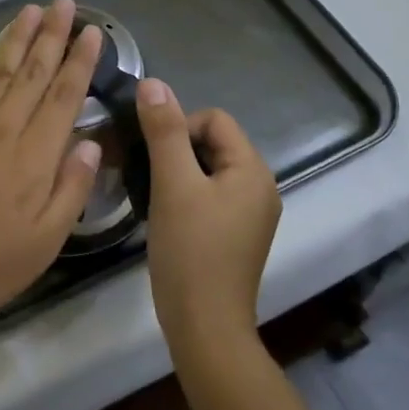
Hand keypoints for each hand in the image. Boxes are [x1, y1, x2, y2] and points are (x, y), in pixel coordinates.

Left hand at [0, 0, 104, 337]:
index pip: (65, 95)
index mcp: (35, 155)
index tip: (92, 32)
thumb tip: (91, 142)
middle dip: (52, 35)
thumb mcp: (45, 241)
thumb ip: (72, 187)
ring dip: (17, 36)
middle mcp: (3, 127)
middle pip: (34, 72)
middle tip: (64, 3)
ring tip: (32, 9)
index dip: (80, 60)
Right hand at [135, 79, 282, 346]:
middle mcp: (260, 187)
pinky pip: (210, 195)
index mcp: (253, 170)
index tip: (154, 158)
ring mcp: (250, 214)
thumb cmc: (190, 250)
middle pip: (213, 143)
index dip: (179, 127)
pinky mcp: (236, 235)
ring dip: (178, 173)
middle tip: (148, 176)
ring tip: (154, 196)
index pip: (214, 119)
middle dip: (176, 150)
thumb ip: (163, 131)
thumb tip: (152, 82)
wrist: (205, 327)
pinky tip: (166, 216)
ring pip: (208, 170)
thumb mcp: (173, 184)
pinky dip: (186, 195)